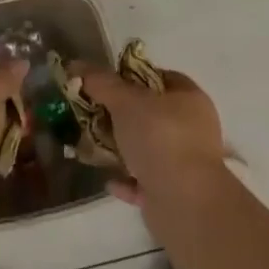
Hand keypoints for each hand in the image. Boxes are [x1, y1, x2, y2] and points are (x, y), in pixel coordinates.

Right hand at [77, 62, 224, 205]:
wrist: (184, 203)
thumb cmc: (160, 138)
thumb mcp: (125, 101)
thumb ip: (101, 82)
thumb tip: (75, 64)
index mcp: (190, 99)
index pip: (161, 77)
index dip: (133, 76)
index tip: (106, 82)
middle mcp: (193, 128)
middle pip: (151, 113)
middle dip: (121, 114)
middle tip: (93, 112)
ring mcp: (186, 163)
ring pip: (147, 148)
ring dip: (121, 148)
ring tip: (92, 146)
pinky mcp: (175, 193)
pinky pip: (145, 180)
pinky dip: (127, 179)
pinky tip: (108, 180)